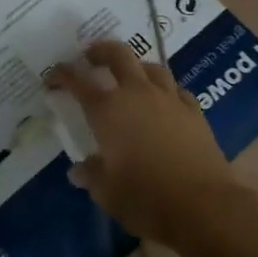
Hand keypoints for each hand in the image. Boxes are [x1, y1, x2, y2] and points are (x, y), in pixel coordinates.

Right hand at [49, 39, 235, 245]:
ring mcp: (169, 99)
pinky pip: (176, 89)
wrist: (204, 206)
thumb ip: (91, 174)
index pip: (78, 80)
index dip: (62, 74)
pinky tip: (163, 101)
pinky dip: (164, 89)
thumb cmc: (145, 198)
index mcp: (107, 110)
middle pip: (118, 55)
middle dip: (100, 51)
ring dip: (135, 66)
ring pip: (151, 67)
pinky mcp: (194, 112)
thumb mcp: (106, 192)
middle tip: (90, 56)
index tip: (53, 76)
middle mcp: (137, 94)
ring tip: (129, 75)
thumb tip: (79, 170)